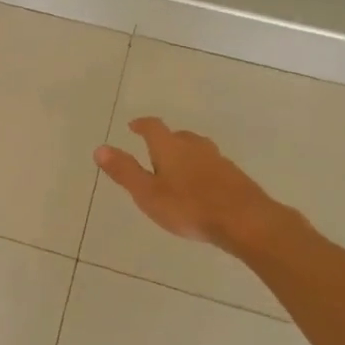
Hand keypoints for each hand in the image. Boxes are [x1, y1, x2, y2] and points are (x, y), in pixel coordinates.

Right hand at [94, 117, 294, 253]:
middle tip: (155, 150)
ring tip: (178, 168)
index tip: (134, 126)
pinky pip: (213, 166)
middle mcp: (195, 147)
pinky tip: (203, 187)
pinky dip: (203, 170)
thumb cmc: (189, 207)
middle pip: (178, 136)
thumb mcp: (148, 193)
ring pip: (198, 149)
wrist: (245, 220)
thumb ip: (125, 171)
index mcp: (170, 147)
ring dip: (186, 154)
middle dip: (166, 140)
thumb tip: (100, 148)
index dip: (142, 124)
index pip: (154, 127)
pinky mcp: (235, 177)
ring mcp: (219, 160)